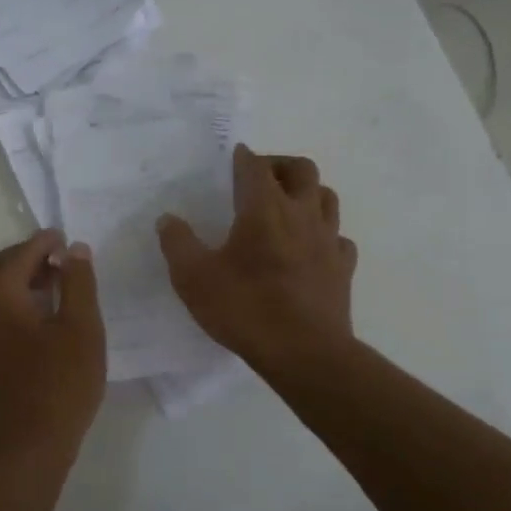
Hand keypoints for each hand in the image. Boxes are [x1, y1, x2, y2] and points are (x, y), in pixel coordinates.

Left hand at [0, 229, 105, 471]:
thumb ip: (78, 282)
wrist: (24, 451)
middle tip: (57, 261)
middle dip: (25, 257)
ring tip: (50, 287)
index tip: (65, 238)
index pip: (22, 254)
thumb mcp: (82, 329)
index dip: (46, 242)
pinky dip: (6, 302)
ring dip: (14, 280)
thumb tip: (73, 249)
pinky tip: (33, 319)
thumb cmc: (60, 387)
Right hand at [157, 145, 357, 372]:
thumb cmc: (245, 309)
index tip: (233, 158)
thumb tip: (167, 219)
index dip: (242, 157)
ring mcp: (328, 240)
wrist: (305, 353)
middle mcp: (301, 214)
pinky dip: (325, 234)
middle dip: (280, 165)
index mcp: (264, 209)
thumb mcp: (194, 279)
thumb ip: (178, 244)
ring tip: (287, 207)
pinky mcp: (343, 267)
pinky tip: (311, 248)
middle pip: (301, 169)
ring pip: (326, 197)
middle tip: (260, 178)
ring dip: (307, 193)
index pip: (255, 166)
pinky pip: (339, 238)